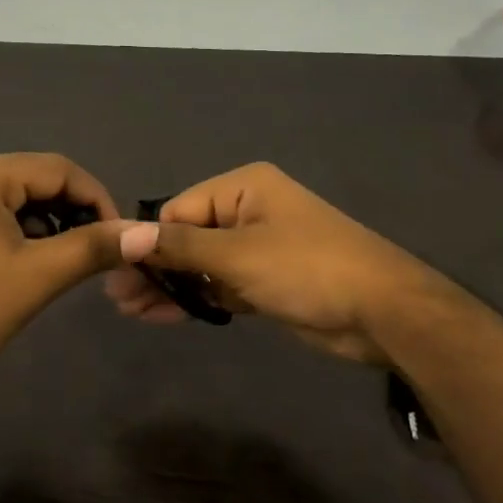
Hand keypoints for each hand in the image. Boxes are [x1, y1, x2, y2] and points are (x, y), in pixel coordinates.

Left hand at [0, 153, 145, 406]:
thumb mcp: (39, 276)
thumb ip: (94, 247)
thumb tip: (146, 233)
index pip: (56, 168)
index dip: (96, 198)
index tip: (120, 236)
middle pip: (35, 179)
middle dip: (73, 210)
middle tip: (99, 249)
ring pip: (16, 198)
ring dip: (50, 222)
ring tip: (71, 259)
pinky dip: (23, 232)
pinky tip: (36, 261)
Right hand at [103, 162, 444, 364]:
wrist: (383, 312)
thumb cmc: (307, 269)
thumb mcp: (237, 254)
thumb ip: (180, 246)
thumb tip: (124, 236)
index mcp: (243, 188)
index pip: (180, 210)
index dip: (149, 242)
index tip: (119, 274)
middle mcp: (248, 210)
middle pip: (188, 237)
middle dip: (156, 267)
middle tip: (119, 298)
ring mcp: (259, 247)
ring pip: (203, 264)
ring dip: (171, 286)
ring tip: (131, 311)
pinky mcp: (267, 281)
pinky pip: (221, 285)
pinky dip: (198, 298)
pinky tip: (164, 315)